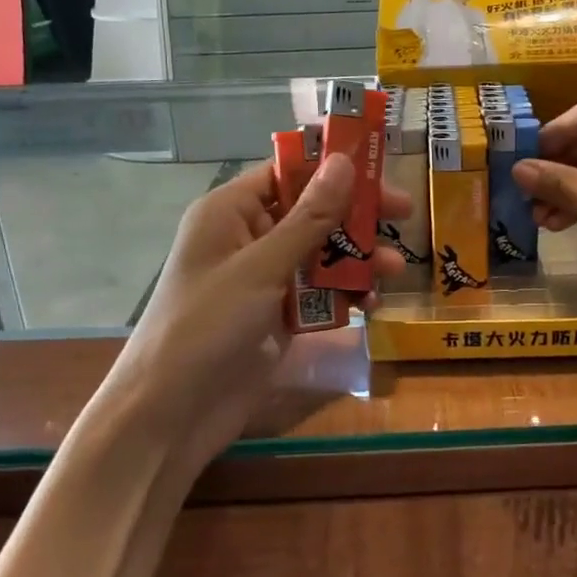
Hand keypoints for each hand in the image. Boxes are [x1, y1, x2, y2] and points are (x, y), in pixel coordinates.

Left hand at [89, 155, 409, 470]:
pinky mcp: (276, 316)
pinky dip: (343, 295)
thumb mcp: (261, 268)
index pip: (287, 173)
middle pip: (310, 213)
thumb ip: (308, 218)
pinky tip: (371, 304)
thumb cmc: (207, 326)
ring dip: (357, 259)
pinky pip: (317, 293)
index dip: (333, 169)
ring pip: (320, 255)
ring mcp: (263, 280)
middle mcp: (247, 238)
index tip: (380, 171)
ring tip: (395, 270)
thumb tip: (343, 162)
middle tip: (405, 216)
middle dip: (355, 217)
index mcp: (231, 212)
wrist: (171, 415)